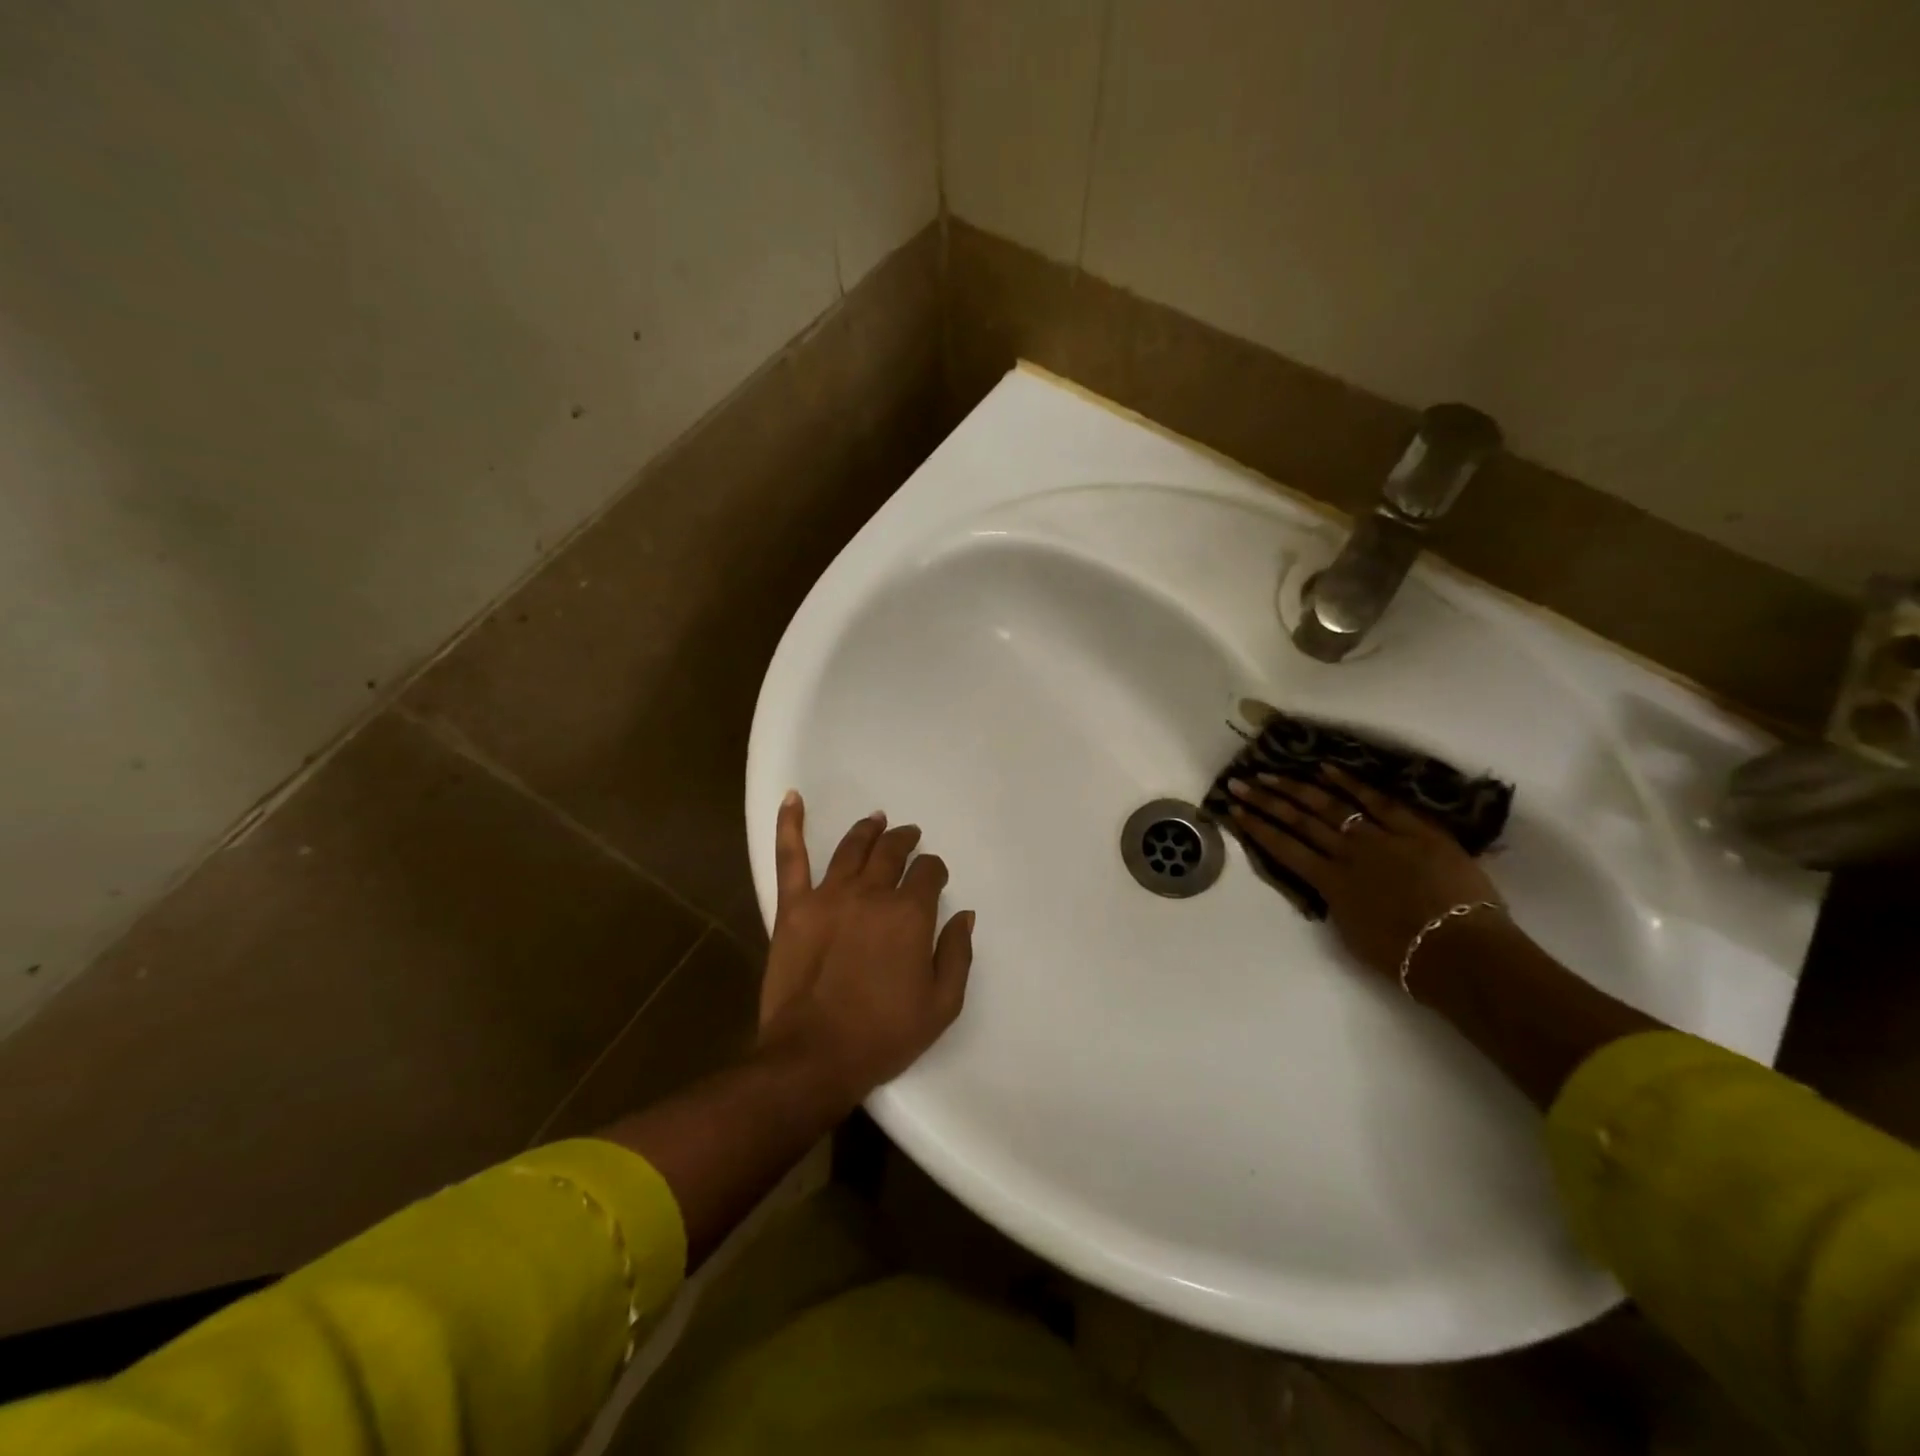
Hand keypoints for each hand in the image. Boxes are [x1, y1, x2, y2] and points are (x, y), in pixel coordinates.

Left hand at [758, 792, 973, 1100]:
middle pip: (892, 853)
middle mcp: (871, 894)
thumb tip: (964, 914)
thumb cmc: (883, 1035)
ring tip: (876, 820)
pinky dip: (789, 824)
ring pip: (852, 848)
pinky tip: (792, 798)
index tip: (934, 877)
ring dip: (868, 831)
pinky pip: (790, 858)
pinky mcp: (793, 907)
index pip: (928, 874)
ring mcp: (828, 896)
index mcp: (909, 914)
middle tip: (909, 836)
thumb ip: (958, 953)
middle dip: (905, 841)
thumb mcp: (942, 1005)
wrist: (814, 1057)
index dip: (934, 871)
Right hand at [1223, 766, 1503, 983]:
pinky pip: (1379, 801)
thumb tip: (1332, 885)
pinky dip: (1352, 783)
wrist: (1460, 952)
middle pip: (1299, 821)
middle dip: (1266, 800)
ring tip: (1272, 773)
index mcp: (1330, 883)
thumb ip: (1338, 903)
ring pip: (1331, 806)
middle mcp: (1347, 854)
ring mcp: (1381, 838)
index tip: (1234, 809)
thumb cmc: (1405, 957)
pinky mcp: (1415, 831)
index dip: (1256, 827)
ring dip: (1297, 788)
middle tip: (1241, 781)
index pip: (1283, 848)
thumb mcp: (1353, 934)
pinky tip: (1327, 768)